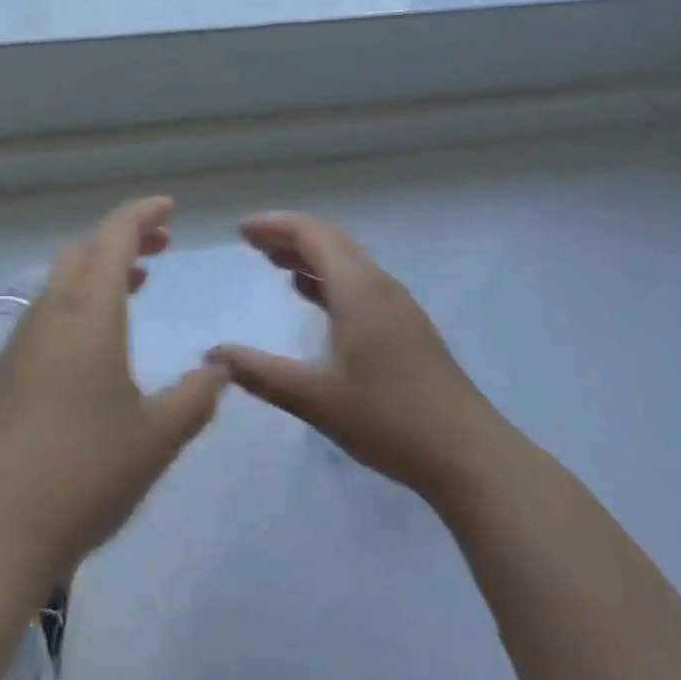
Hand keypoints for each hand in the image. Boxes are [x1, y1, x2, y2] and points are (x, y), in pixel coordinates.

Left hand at [0, 197, 226, 584]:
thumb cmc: (82, 474)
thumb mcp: (157, 438)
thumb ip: (196, 397)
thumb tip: (220, 369)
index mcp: (89, 313)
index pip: (114, 236)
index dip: (143, 214)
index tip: (169, 208)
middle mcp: (50, 315)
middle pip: (84, 252)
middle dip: (123, 239)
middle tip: (160, 246)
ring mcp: (20, 344)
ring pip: (62, 283)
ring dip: (99, 273)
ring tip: (136, 286)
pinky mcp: (3, 375)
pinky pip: (48, 316)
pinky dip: (80, 305)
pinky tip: (97, 346)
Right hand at [207, 212, 492, 505]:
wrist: (466, 453)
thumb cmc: (387, 419)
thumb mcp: (314, 398)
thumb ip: (260, 373)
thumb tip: (213, 354)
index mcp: (357, 288)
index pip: (312, 234)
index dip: (274, 226)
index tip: (240, 231)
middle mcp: (379, 285)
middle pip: (331, 239)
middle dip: (289, 236)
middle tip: (252, 243)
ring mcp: (397, 305)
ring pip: (348, 261)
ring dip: (311, 255)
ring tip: (275, 264)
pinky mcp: (406, 326)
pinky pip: (359, 282)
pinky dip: (329, 278)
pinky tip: (314, 298)